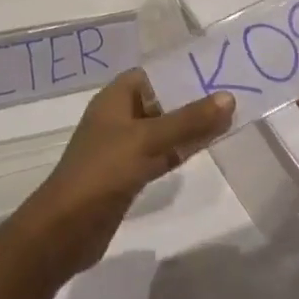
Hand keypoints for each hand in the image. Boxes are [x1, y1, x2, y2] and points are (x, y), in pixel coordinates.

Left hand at [10, 69, 234, 278]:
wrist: (66, 228)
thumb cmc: (104, 170)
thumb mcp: (148, 140)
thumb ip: (189, 120)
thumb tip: (229, 97)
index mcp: (115, 97)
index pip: (152, 75)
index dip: (180, 72)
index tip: (215, 71)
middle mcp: (119, 117)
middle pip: (160, 101)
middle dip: (191, 100)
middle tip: (232, 96)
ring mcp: (123, 147)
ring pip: (163, 130)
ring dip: (189, 126)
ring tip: (227, 119)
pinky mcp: (129, 174)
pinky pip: (160, 154)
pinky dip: (179, 150)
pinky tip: (205, 148)